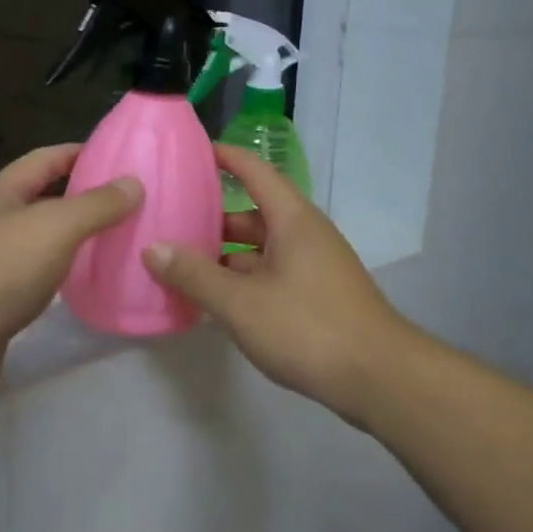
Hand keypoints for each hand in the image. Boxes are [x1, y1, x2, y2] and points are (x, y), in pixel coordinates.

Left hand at [0, 143, 142, 359]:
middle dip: (86, 197)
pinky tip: (89, 283)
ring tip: (120, 240)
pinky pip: (39, 275)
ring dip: (77, 238)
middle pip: (46, 198)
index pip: (48, 158)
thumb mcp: (56, 227)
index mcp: (4, 192)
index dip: (83, 152)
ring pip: (44, 239)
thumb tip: (134, 183)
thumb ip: (97, 204)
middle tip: (133, 203)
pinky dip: (65, 273)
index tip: (123, 158)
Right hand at [141, 144, 414, 421]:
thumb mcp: (241, 303)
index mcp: (292, 220)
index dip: (224, 157)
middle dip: (212, 217)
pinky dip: (242, 279)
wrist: (379, 378)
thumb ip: (194, 276)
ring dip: (224, 255)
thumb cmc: (308, 327)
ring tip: (181, 263)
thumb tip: (152, 249)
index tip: (190, 153)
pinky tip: (215, 299)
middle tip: (169, 221)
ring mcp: (314, 266)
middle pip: (252, 213)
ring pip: (260, 249)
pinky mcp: (317, 296)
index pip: (255, 171)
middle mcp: (305, 234)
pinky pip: (271, 274)